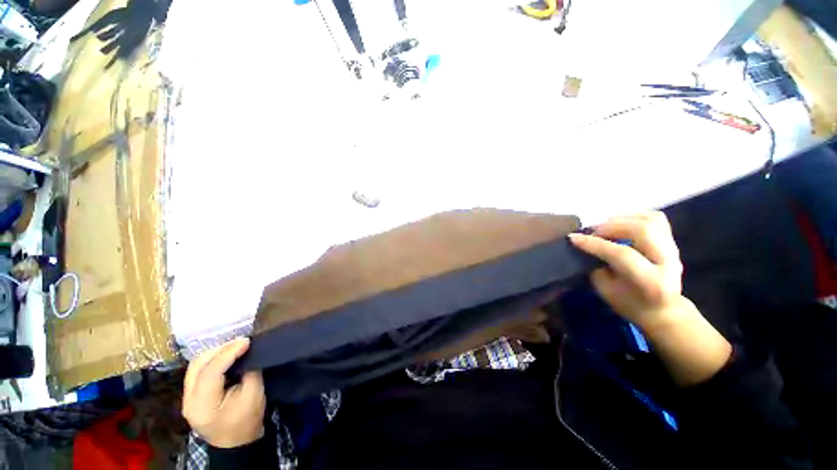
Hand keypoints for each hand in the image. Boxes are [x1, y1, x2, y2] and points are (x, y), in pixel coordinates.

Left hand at [182, 338, 265, 447]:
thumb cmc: (247, 421)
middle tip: (240, 342)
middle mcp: (188, 401)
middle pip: (197, 366)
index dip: (228, 353)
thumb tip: (248, 352)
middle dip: (219, 349)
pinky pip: (197, 371)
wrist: (236, 443)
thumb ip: (249, 371)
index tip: (247, 341)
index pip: (210, 372)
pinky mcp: (191, 396)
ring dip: (214, 353)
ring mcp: (186, 399)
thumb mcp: (254, 395)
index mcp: (203, 406)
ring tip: (234, 346)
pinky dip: (211, 360)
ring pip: (194, 366)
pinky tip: (225, 356)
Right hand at [570, 212, 730, 386]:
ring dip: (623, 218)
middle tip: (593, 231)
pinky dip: (635, 217)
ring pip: (653, 220)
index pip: (620, 254)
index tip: (572, 239)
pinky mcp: (673, 245)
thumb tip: (586, 251)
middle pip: (644, 229)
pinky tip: (620, 225)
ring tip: (605, 226)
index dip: (593, 244)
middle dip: (612, 225)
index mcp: (650, 282)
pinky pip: (656, 220)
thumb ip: (597, 269)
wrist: (667, 314)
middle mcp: (668, 263)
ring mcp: (674, 252)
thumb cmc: (634, 309)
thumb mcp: (608, 294)